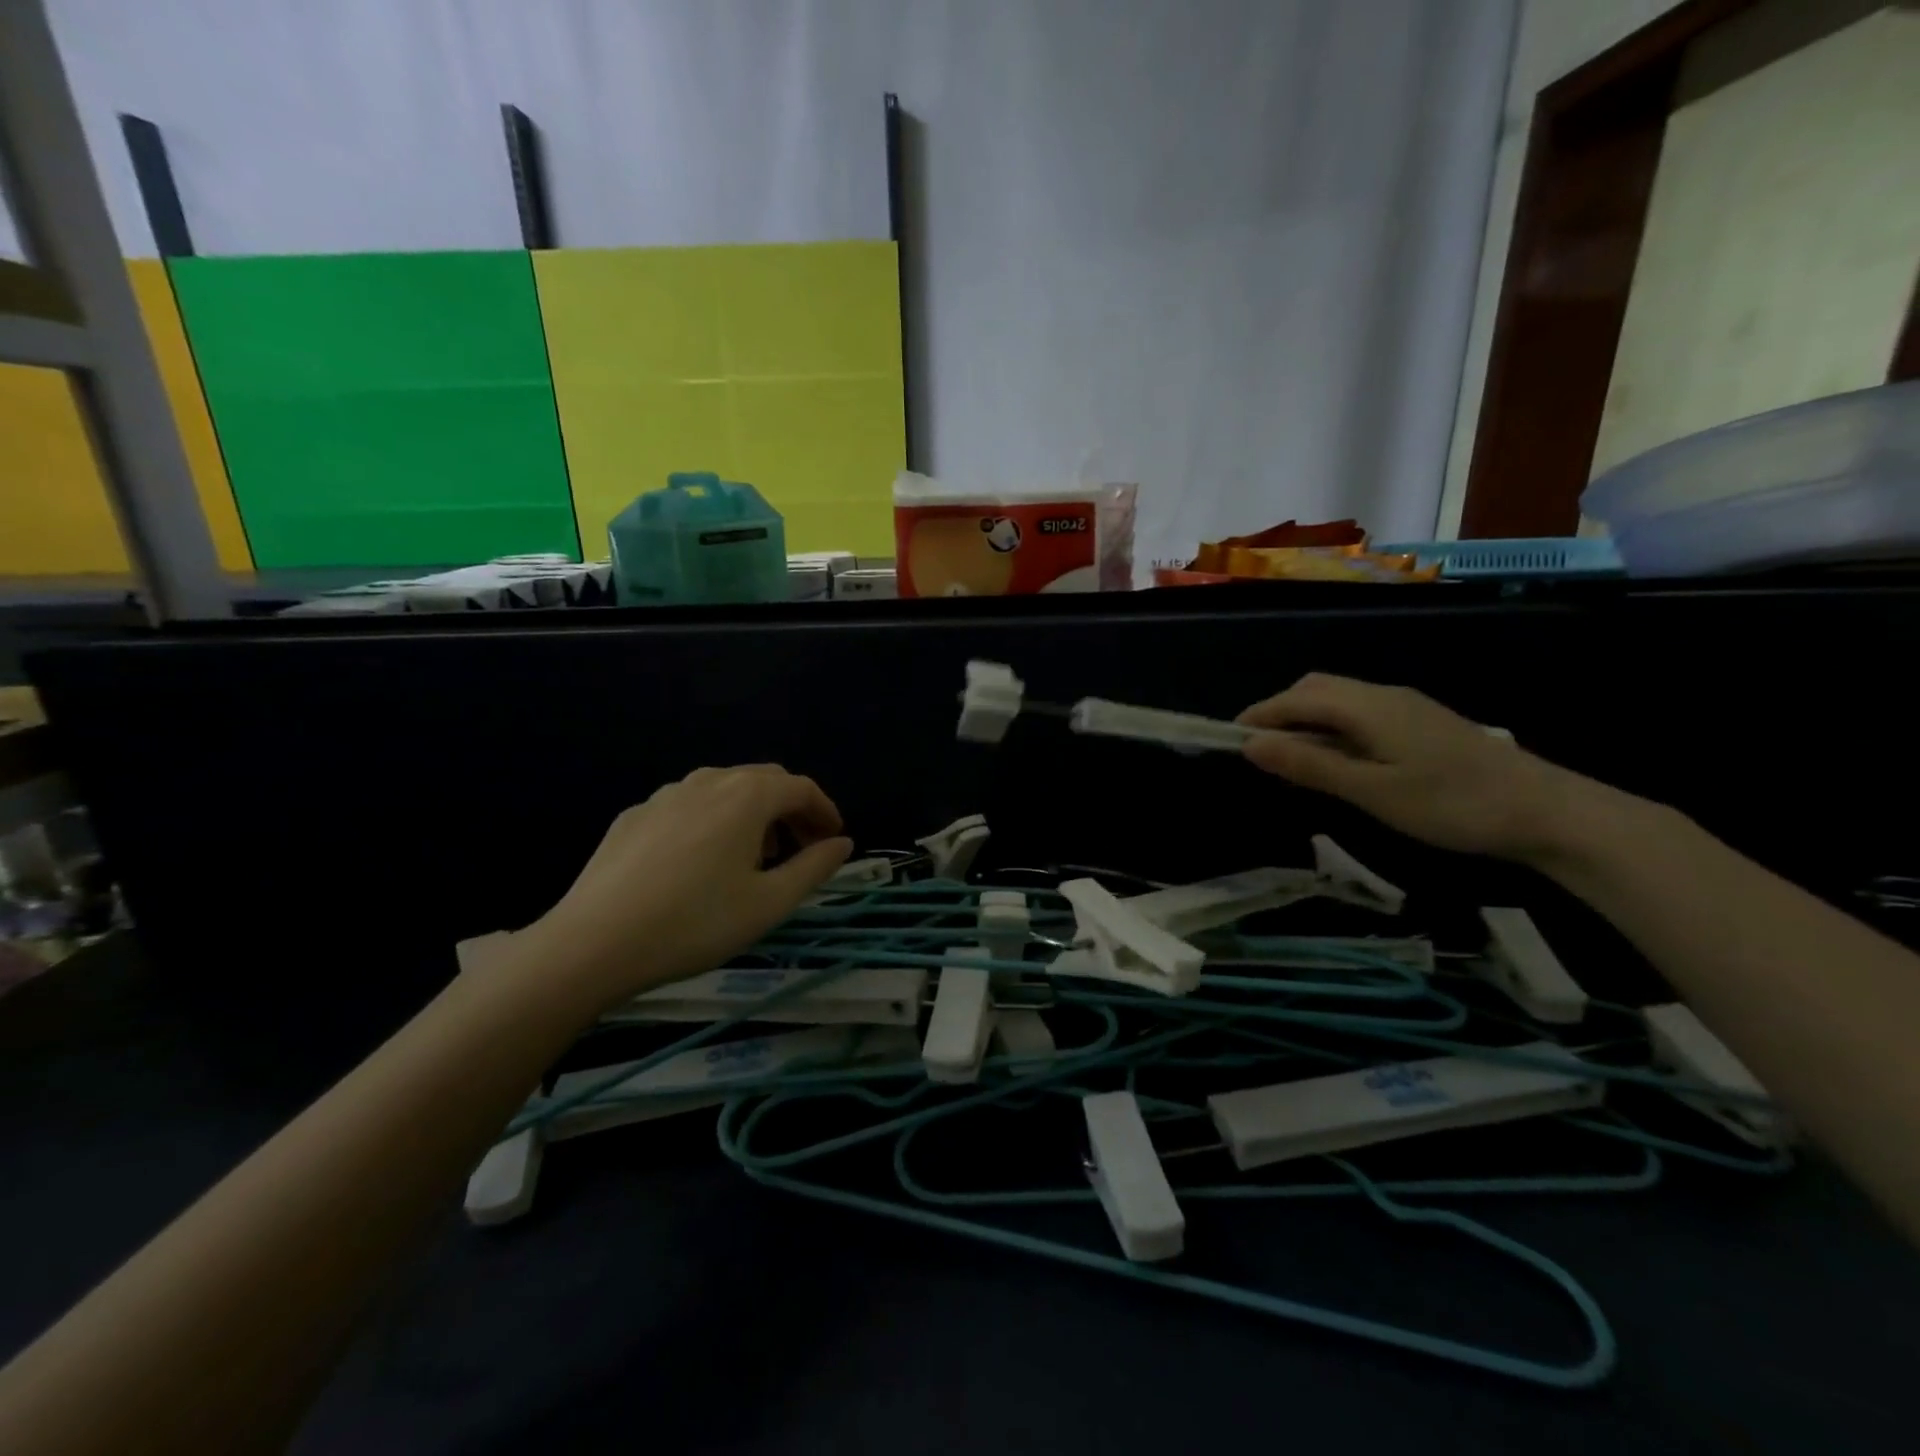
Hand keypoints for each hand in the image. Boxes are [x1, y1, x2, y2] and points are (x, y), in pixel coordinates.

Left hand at [521, 765, 852, 1012]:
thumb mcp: (769, 903)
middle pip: (764, 781)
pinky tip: (702, 861)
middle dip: (791, 809)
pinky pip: (689, 806)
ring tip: (755, 856)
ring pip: (724, 789)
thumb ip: (814, 867)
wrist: (593, 943)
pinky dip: (713, 821)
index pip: (801, 787)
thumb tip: (842, 844)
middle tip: (802, 847)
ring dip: (752, 813)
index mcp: (747, 796)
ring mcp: (666, 795)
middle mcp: (709, 781)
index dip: (825, 811)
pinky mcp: (634, 815)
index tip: (834, 841)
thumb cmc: (695, 923)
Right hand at [1236, 673, 1595, 861]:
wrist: (1546, 811)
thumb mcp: (1372, 791)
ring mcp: (1406, 706)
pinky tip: (1338, 758)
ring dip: (1306, 719)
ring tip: (1290, 757)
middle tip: (1258, 750)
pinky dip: (1332, 727)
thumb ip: (1310, 765)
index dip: (1259, 716)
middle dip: (1279, 712)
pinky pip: (1360, 712)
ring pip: (1339, 699)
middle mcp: (1383, 695)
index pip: (1296, 699)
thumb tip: (1251, 746)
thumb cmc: (1452, 804)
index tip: (1228, 739)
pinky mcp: (1422, 723)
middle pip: (1316, 689)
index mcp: (1367, 706)